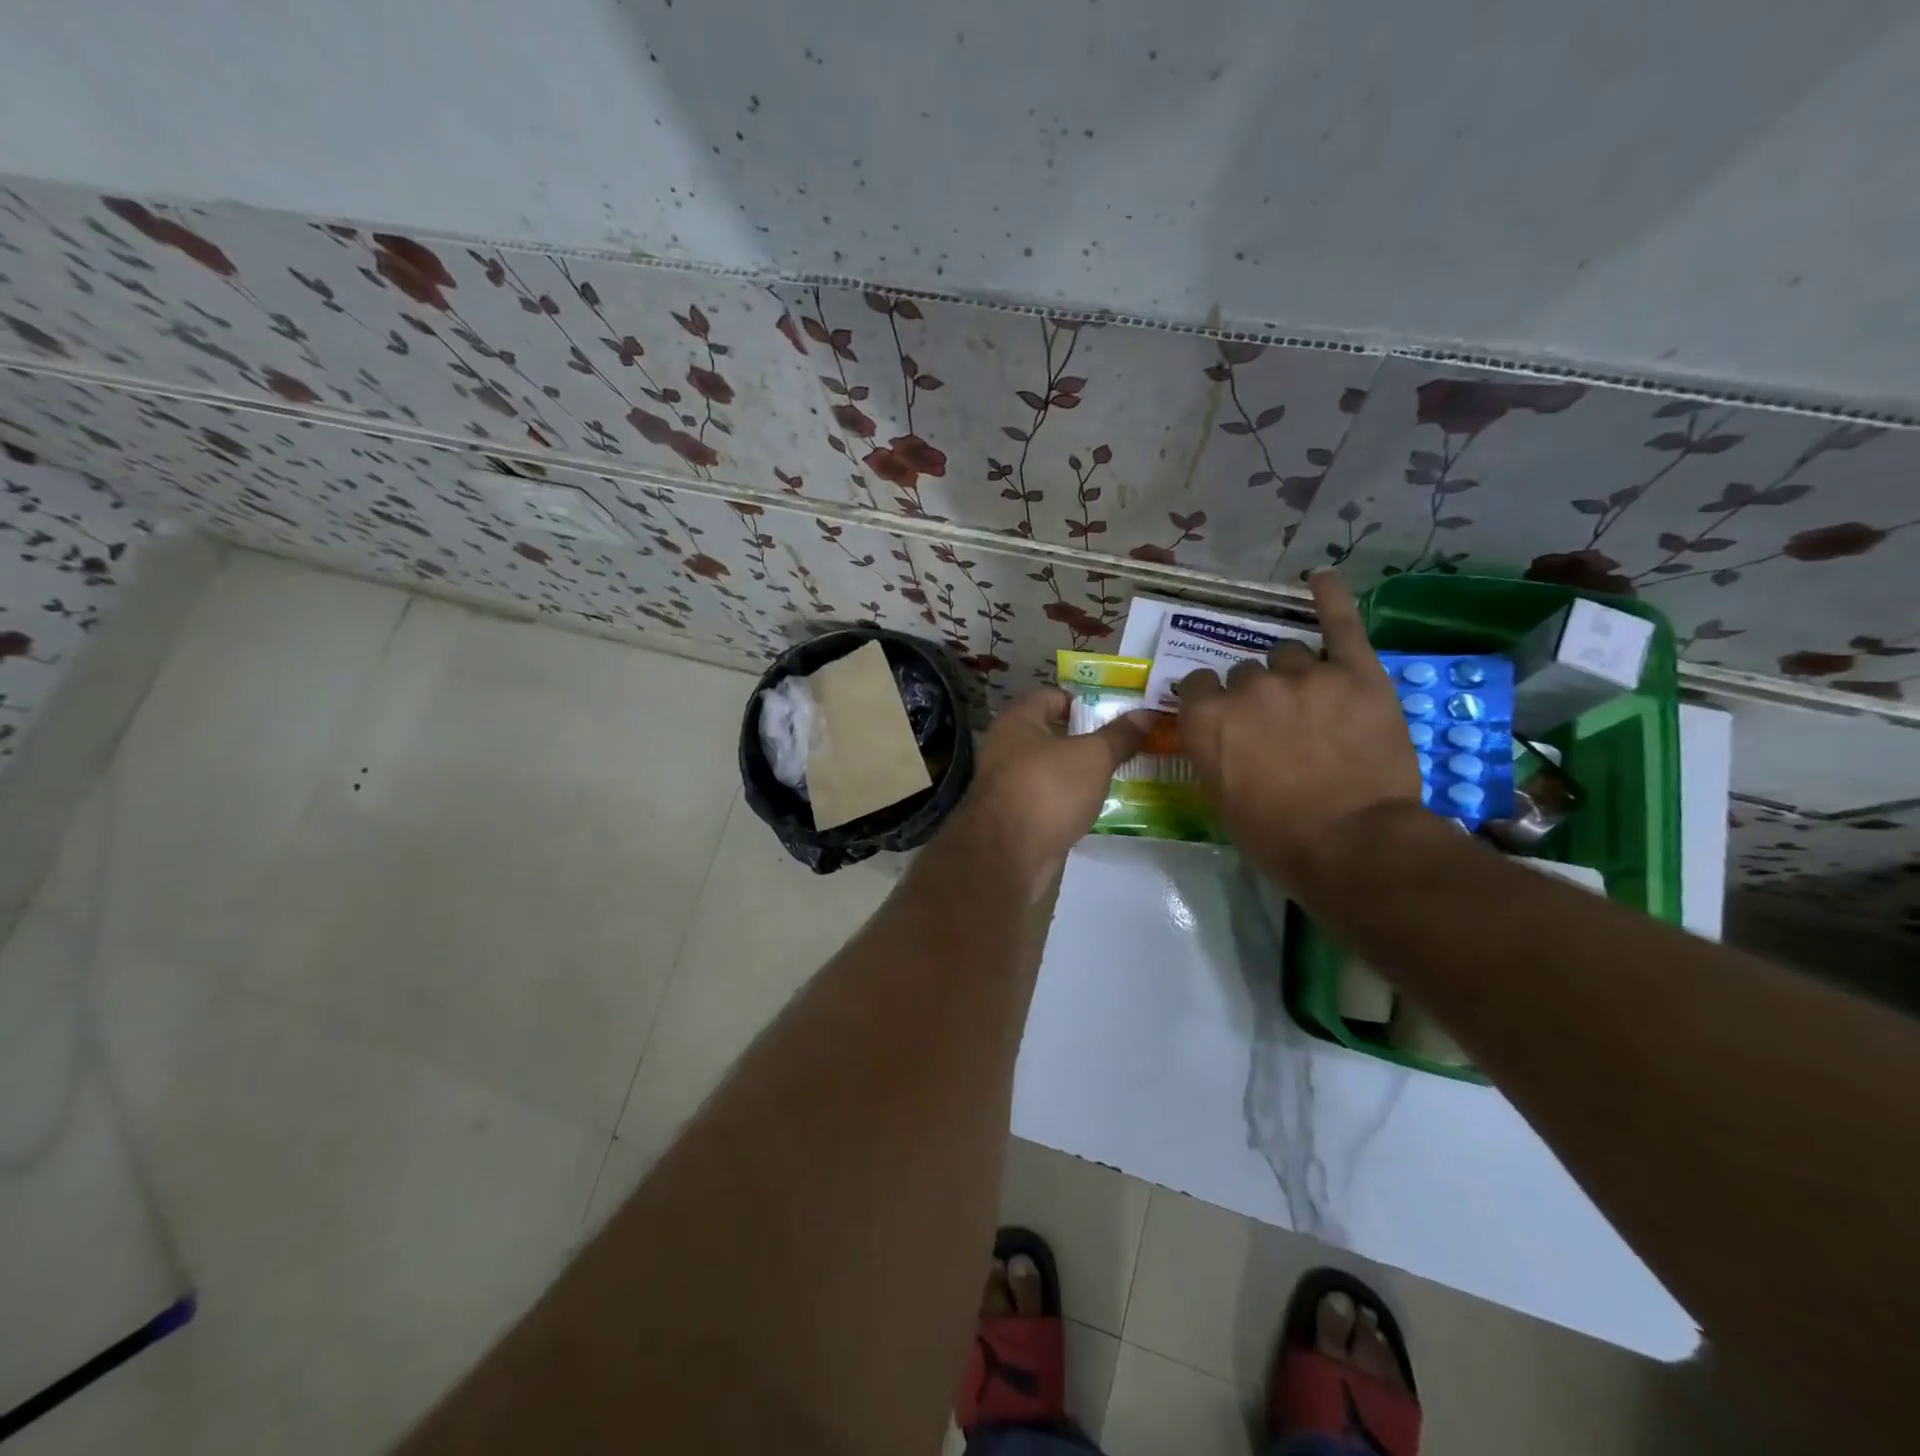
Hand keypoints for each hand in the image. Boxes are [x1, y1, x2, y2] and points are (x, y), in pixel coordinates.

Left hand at [959, 687, 1152, 875]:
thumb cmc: (1048, 789)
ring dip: (1076, 772)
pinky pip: (1046, 799)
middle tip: (1122, 742)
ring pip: (1048, 769)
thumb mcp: (1093, 757)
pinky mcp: (1013, 817)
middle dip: (1084, 738)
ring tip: (1115, 773)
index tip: (1116, 711)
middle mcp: (1005, 747)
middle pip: (1049, 734)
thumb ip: (1119, 736)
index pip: (1050, 696)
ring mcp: (1006, 784)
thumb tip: (1147, 715)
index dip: (1082, 699)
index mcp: (1017, 721)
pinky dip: (1067, 800)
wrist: (1009, 855)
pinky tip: (1093, 806)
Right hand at [1177, 571, 1422, 888]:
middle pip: (1244, 672)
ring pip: (1287, 656)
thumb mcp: (1219, 798)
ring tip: (1313, 704)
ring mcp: (1303, 675)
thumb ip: (1210, 750)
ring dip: (1293, 675)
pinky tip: (1322, 578)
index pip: (1196, 684)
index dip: (1211, 701)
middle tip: (1276, 727)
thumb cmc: (1275, 835)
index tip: (1226, 720)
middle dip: (1255, 695)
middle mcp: (1247, 687)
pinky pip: (1340, 624)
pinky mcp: (1356, 673)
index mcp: (1207, 718)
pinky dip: (1331, 599)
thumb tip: (1216, 729)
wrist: (1353, 844)